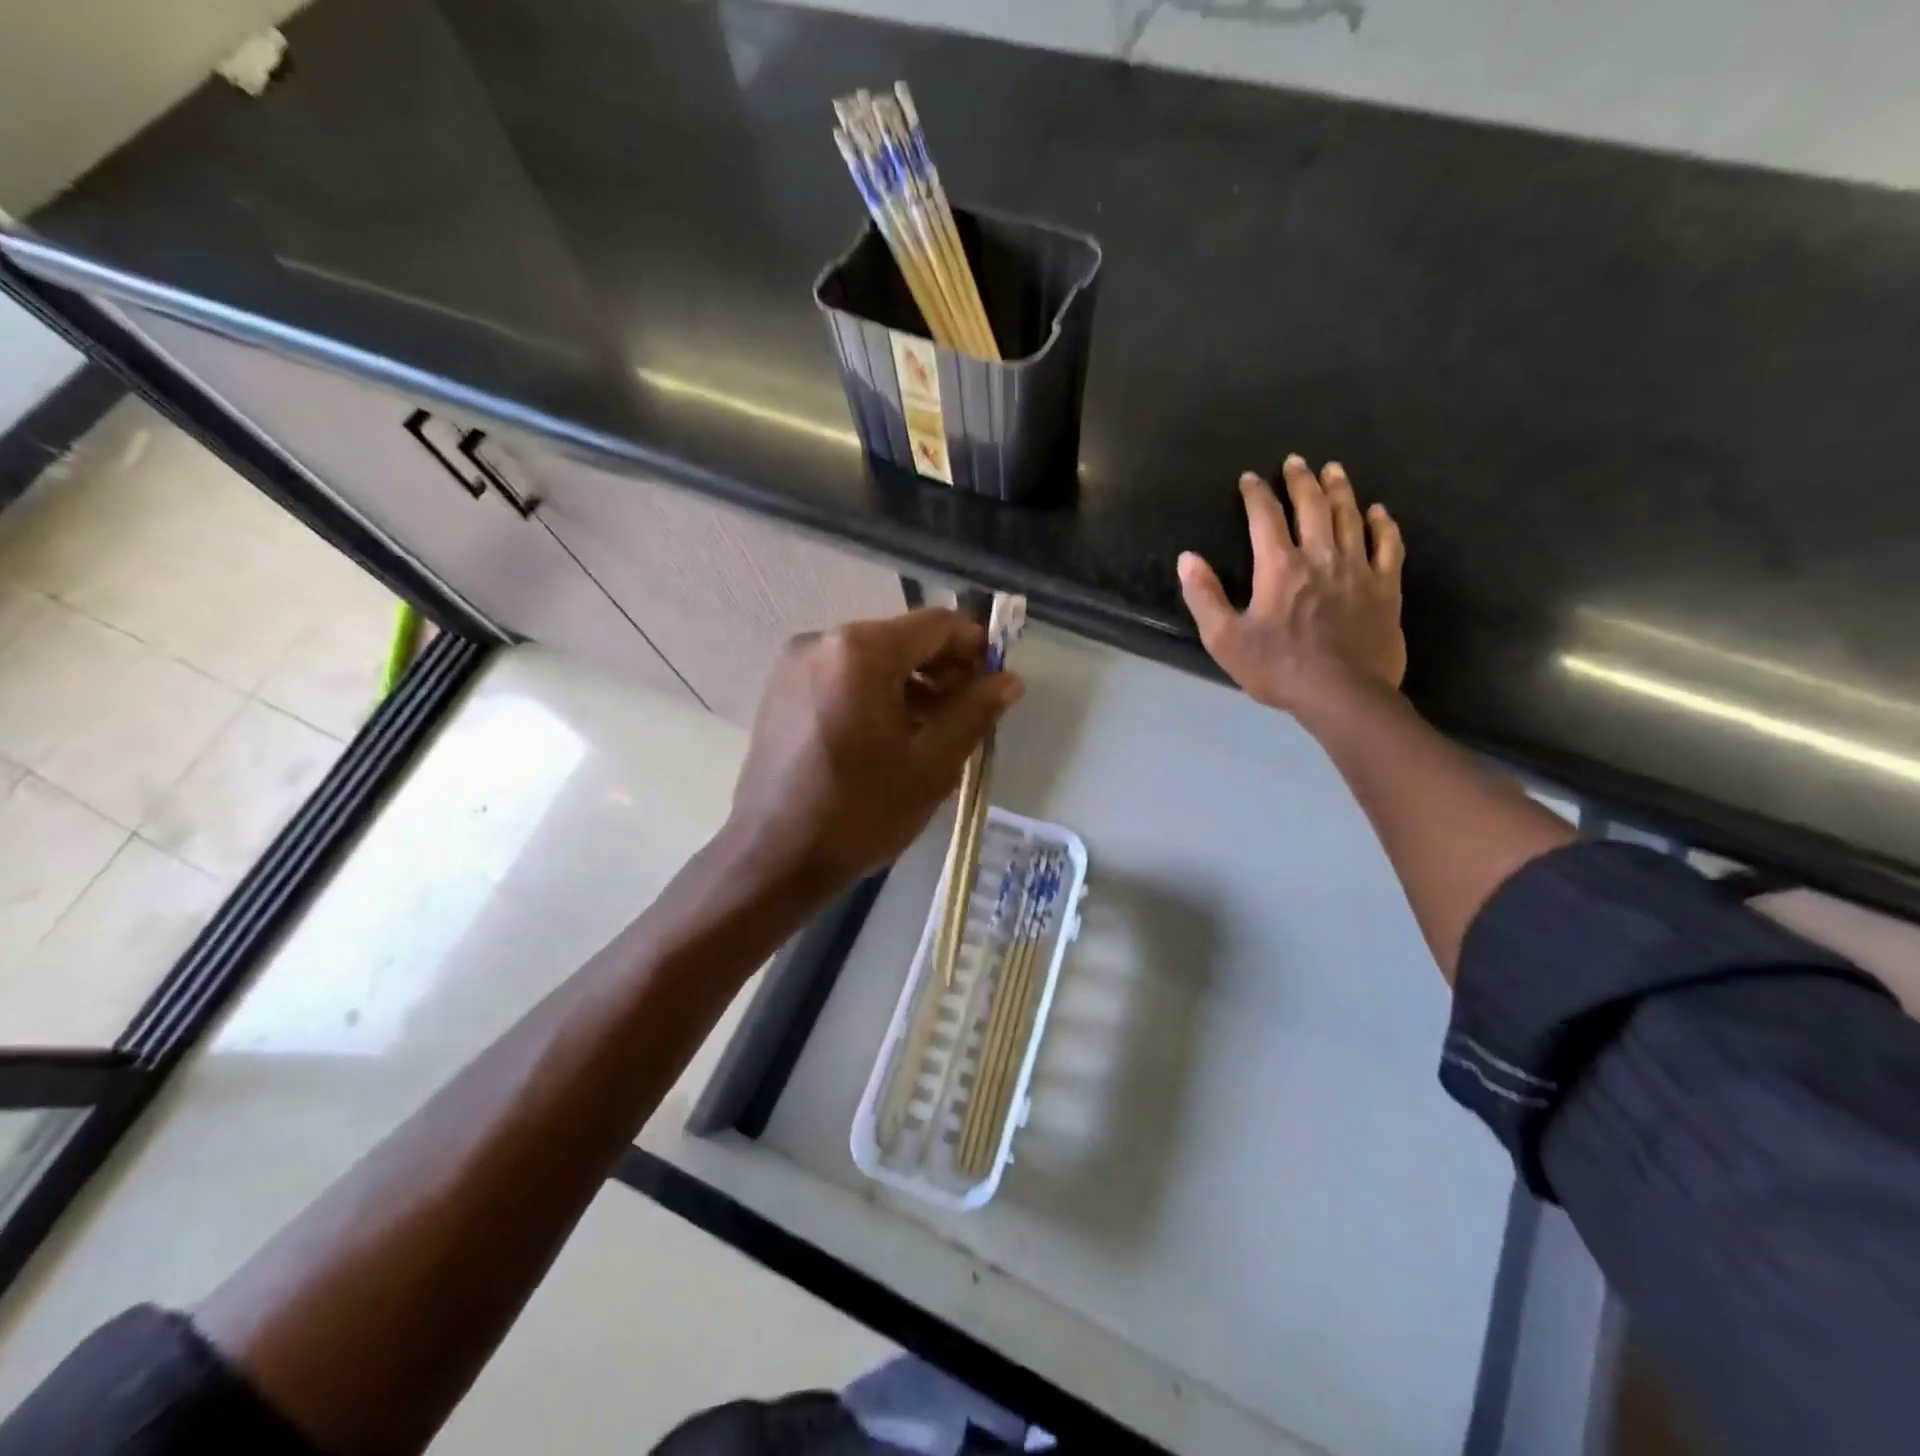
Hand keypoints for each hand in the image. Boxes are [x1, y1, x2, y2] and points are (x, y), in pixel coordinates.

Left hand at [723, 608, 1023, 893]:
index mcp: (861, 651)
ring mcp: (795, 664)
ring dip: (912, 684)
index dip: (976, 646)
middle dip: (944, 668)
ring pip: (873, 659)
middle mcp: (822, 641)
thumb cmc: (859, 812)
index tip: (997, 680)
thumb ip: (974, 712)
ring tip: (937, 728)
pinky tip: (893, 734)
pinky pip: (843, 677)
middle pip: (902, 638)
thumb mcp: (932, 764)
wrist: (773, 859)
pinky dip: (876, 694)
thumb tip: (1009, 680)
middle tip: (972, 710)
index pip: (937, 624)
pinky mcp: (781, 690)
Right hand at [1178, 456, 1405, 716]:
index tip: (1250, 478)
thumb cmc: (1278, 668)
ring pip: (1350, 516)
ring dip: (1340, 490)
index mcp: (1279, 566)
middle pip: (1312, 506)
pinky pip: (1388, 545)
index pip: (1265, 518)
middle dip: (1301, 480)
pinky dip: (1383, 524)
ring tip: (1334, 470)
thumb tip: (1188, 559)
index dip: (1256, 494)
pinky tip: (1379, 512)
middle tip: (1296, 461)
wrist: (1343, 694)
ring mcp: (1358, 569)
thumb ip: (1204, 596)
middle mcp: (1320, 556)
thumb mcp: (1225, 638)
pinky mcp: (1385, 588)